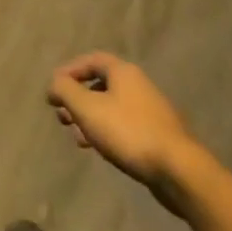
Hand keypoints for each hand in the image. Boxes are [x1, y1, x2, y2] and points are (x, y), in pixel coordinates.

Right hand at [47, 52, 204, 195]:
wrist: (178, 170)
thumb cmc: (128, 131)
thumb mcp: (87, 108)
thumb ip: (65, 90)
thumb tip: (54, 83)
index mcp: (123, 72)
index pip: (91, 60)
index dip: (69, 71)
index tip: (53, 89)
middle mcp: (138, 85)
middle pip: (101, 85)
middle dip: (77, 99)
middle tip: (61, 115)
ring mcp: (150, 111)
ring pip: (111, 108)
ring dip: (89, 118)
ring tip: (75, 136)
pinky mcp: (157, 136)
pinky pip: (124, 126)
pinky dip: (106, 132)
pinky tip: (98, 149)